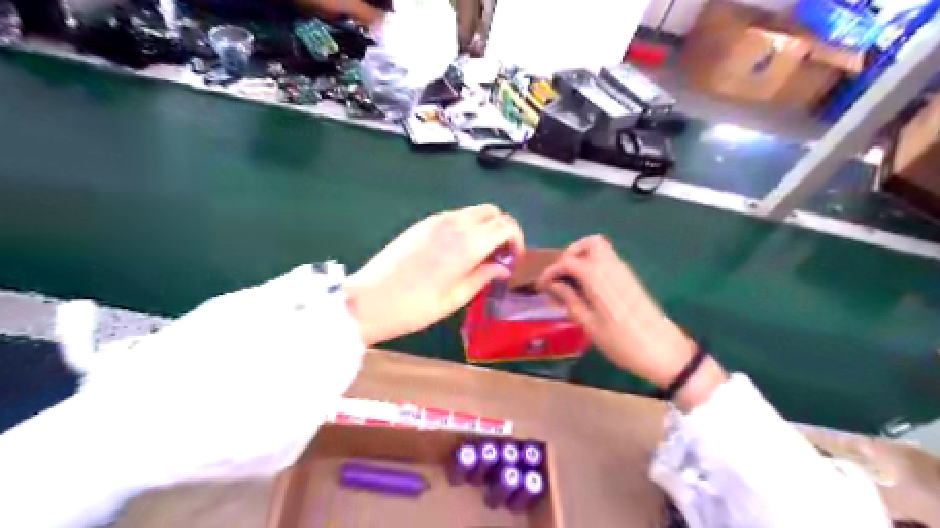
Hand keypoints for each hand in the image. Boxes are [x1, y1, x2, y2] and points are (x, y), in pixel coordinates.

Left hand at [344, 204, 525, 346]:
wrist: (370, 300)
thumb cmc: (416, 306)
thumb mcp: (457, 297)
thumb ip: (484, 276)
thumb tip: (503, 267)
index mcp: (469, 242)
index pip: (507, 225)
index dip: (516, 241)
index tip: (512, 261)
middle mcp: (455, 223)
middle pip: (493, 212)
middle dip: (502, 230)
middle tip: (498, 257)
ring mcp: (436, 220)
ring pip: (473, 212)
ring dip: (484, 228)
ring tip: (478, 256)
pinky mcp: (422, 224)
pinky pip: (455, 217)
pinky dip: (466, 227)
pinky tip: (456, 252)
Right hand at [537, 234, 724, 408]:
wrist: (663, 350)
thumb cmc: (621, 342)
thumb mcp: (589, 324)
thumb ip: (570, 299)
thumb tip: (553, 285)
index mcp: (597, 276)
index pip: (567, 261)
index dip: (550, 271)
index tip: (541, 286)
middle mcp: (611, 266)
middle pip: (588, 244)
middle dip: (570, 254)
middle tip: (560, 276)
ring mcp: (624, 270)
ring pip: (600, 249)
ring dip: (583, 258)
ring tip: (571, 282)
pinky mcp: (631, 278)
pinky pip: (609, 261)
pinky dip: (594, 265)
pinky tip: (588, 288)